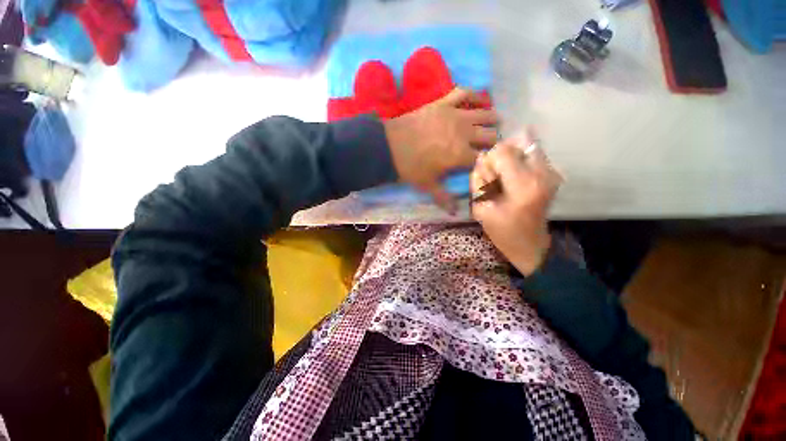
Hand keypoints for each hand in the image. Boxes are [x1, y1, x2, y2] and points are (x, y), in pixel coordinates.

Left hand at [384, 88, 498, 212]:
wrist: (389, 147)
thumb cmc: (410, 168)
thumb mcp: (428, 186)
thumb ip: (444, 198)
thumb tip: (454, 213)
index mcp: (461, 155)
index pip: (483, 159)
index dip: (489, 162)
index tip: (492, 163)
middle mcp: (464, 134)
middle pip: (488, 136)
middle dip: (493, 142)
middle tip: (492, 145)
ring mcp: (455, 115)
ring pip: (483, 114)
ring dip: (492, 119)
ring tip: (497, 122)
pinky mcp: (443, 103)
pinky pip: (464, 94)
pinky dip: (476, 95)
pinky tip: (483, 98)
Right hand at [470, 131, 562, 274]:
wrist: (530, 244)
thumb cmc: (502, 231)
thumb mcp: (480, 208)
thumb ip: (478, 181)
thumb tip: (480, 157)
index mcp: (522, 185)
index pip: (501, 152)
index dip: (489, 162)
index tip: (487, 179)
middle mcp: (542, 173)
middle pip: (514, 145)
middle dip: (499, 158)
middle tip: (496, 180)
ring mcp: (551, 172)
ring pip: (524, 146)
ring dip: (510, 159)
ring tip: (506, 180)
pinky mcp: (553, 174)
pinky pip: (532, 153)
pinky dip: (520, 161)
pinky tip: (515, 179)